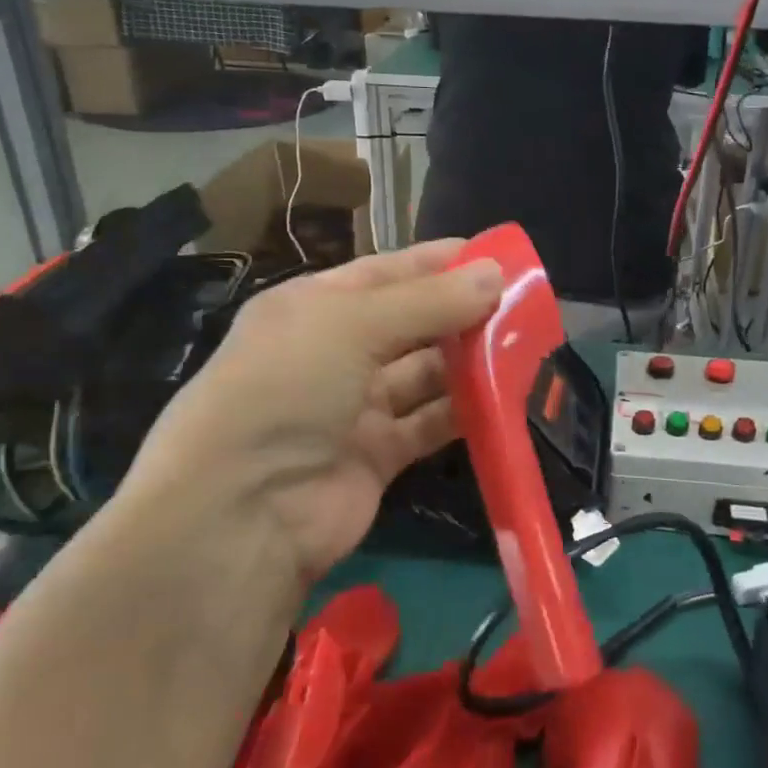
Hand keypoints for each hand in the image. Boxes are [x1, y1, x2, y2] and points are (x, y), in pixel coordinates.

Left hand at [114, 240, 503, 585]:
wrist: (243, 511)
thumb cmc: (287, 388)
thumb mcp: (352, 326)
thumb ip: (429, 301)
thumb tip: (495, 273)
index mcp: (313, 308)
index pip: (385, 273)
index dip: (437, 262)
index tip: (495, 256)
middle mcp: (333, 353)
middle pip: (410, 324)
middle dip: (461, 313)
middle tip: (523, 306)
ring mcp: (354, 407)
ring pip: (424, 375)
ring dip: (468, 363)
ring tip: (525, 348)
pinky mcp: (377, 455)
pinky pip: (429, 424)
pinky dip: (463, 413)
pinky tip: (504, 399)